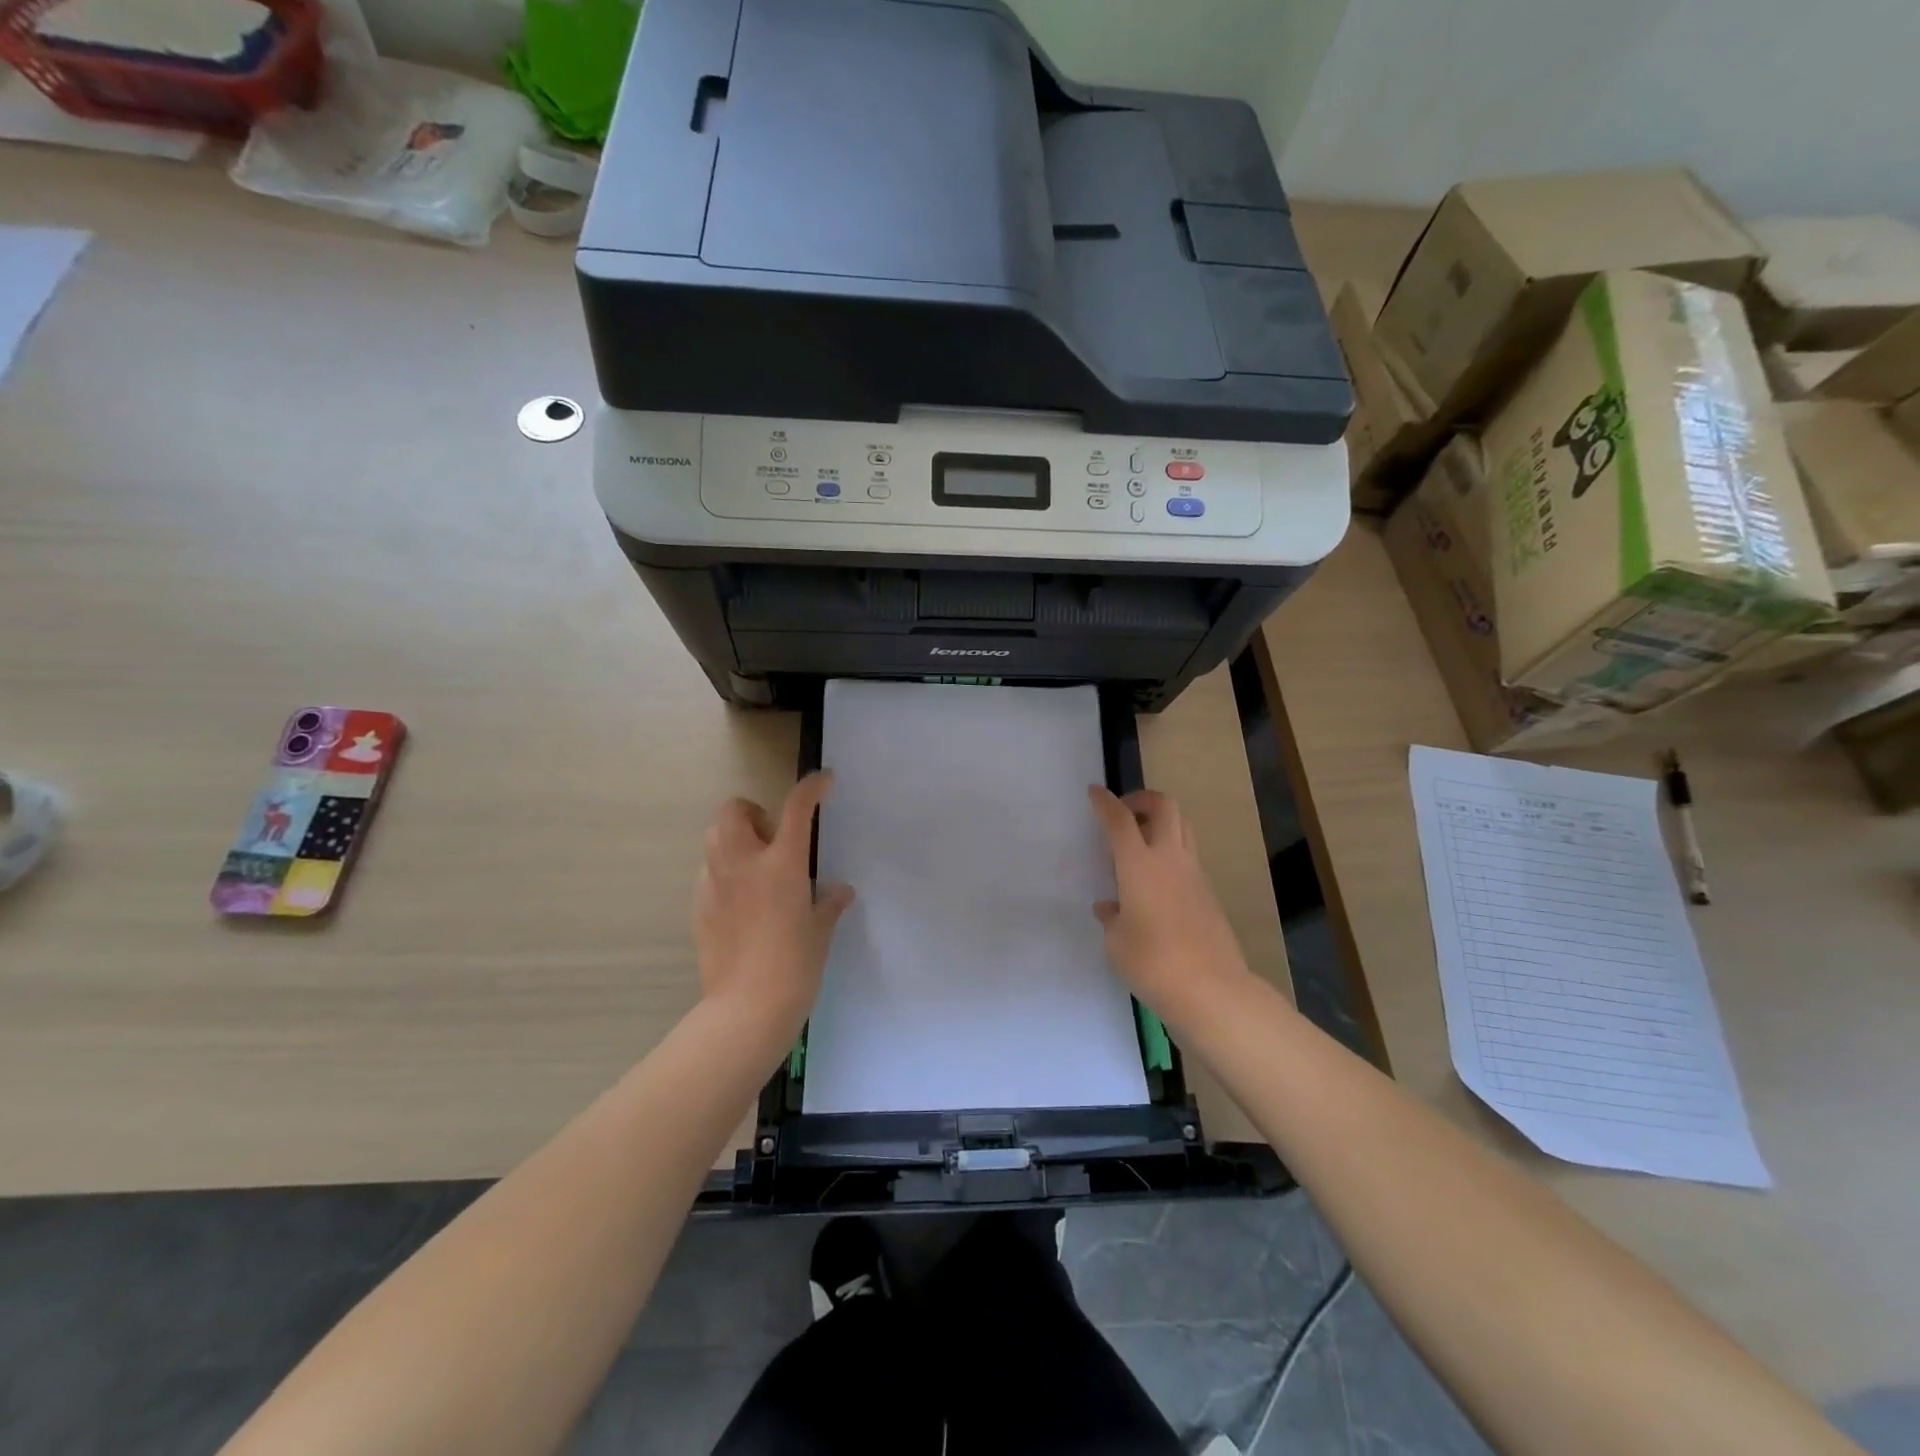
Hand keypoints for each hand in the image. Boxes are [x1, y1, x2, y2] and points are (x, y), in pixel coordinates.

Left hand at [694, 773, 853, 1047]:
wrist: (747, 1008)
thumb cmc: (795, 965)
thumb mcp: (820, 931)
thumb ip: (828, 903)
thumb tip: (839, 891)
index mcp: (781, 863)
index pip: (796, 807)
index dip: (812, 787)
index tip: (824, 781)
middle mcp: (743, 863)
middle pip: (733, 810)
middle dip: (753, 812)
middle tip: (773, 839)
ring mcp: (715, 884)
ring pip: (714, 838)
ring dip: (735, 839)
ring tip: (756, 868)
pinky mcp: (699, 908)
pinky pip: (709, 874)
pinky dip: (725, 874)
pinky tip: (741, 903)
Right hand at [1088, 786, 1252, 1023]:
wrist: (1211, 989)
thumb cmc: (1152, 962)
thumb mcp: (1116, 942)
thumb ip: (1112, 917)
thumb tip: (1111, 907)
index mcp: (1139, 865)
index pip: (1120, 821)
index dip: (1105, 803)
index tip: (1095, 792)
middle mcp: (1169, 860)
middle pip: (1165, 807)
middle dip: (1143, 799)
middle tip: (1125, 812)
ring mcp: (1194, 875)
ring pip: (1183, 828)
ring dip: (1161, 823)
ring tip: (1139, 843)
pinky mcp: (1208, 894)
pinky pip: (1188, 857)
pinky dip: (1170, 854)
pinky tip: (1153, 883)